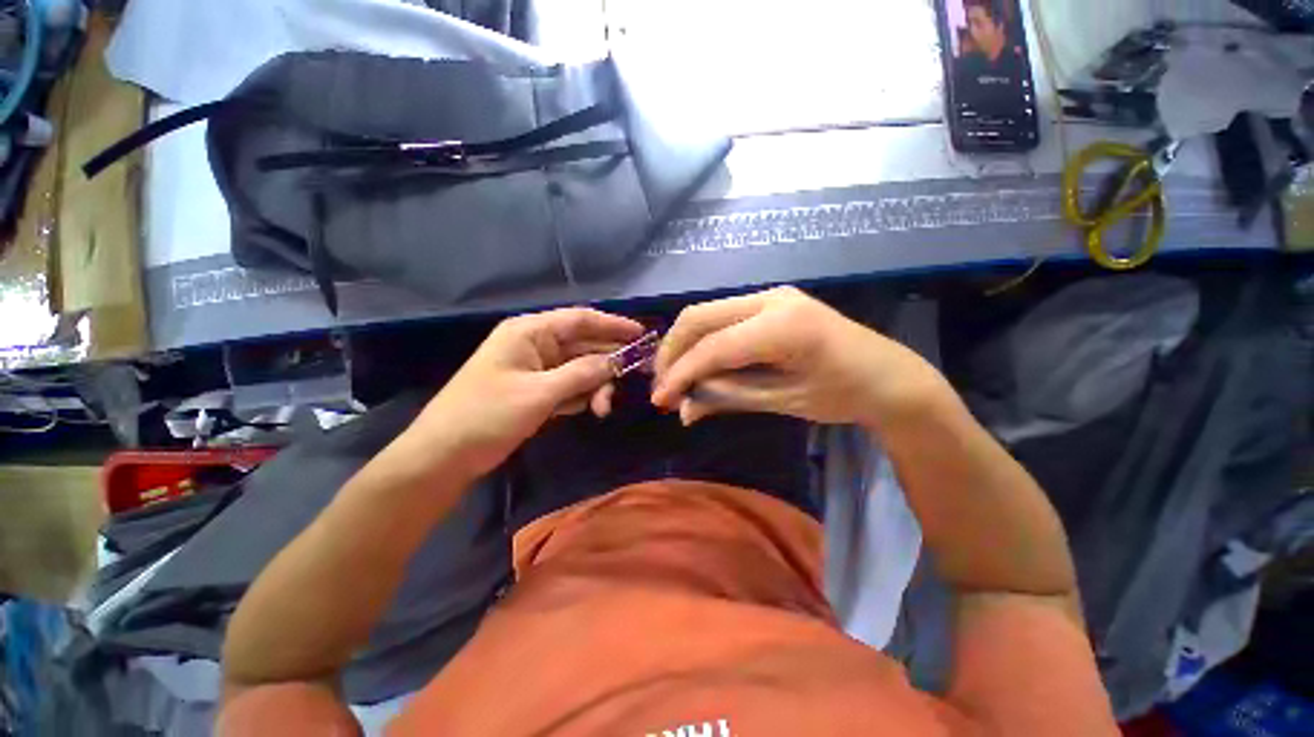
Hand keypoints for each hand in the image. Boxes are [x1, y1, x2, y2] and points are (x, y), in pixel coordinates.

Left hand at [412, 308, 643, 478]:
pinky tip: (588, 409)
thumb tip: (616, 362)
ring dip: (595, 385)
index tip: (642, 334)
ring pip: (579, 368)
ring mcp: (536, 368)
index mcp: (530, 332)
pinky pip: (569, 385)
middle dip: (608, 363)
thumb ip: (582, 374)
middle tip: (636, 377)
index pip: (580, 319)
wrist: (444, 456)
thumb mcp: (540, 393)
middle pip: (583, 345)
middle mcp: (535, 344)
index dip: (613, 325)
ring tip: (602, 408)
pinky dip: (581, 395)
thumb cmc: (486, 416)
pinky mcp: (536, 390)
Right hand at [651, 287, 947, 428]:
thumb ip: (728, 398)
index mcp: (782, 326)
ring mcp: (770, 295)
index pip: (714, 347)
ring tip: (674, 377)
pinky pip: (722, 317)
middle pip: (699, 317)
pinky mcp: (769, 302)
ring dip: (684, 344)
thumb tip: (683, 408)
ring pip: (706, 313)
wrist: (887, 375)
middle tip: (661, 386)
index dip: (681, 374)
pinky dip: (703, 340)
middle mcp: (771, 299)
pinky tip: (698, 362)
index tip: (660, 400)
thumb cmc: (842, 395)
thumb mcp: (782, 401)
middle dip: (672, 352)